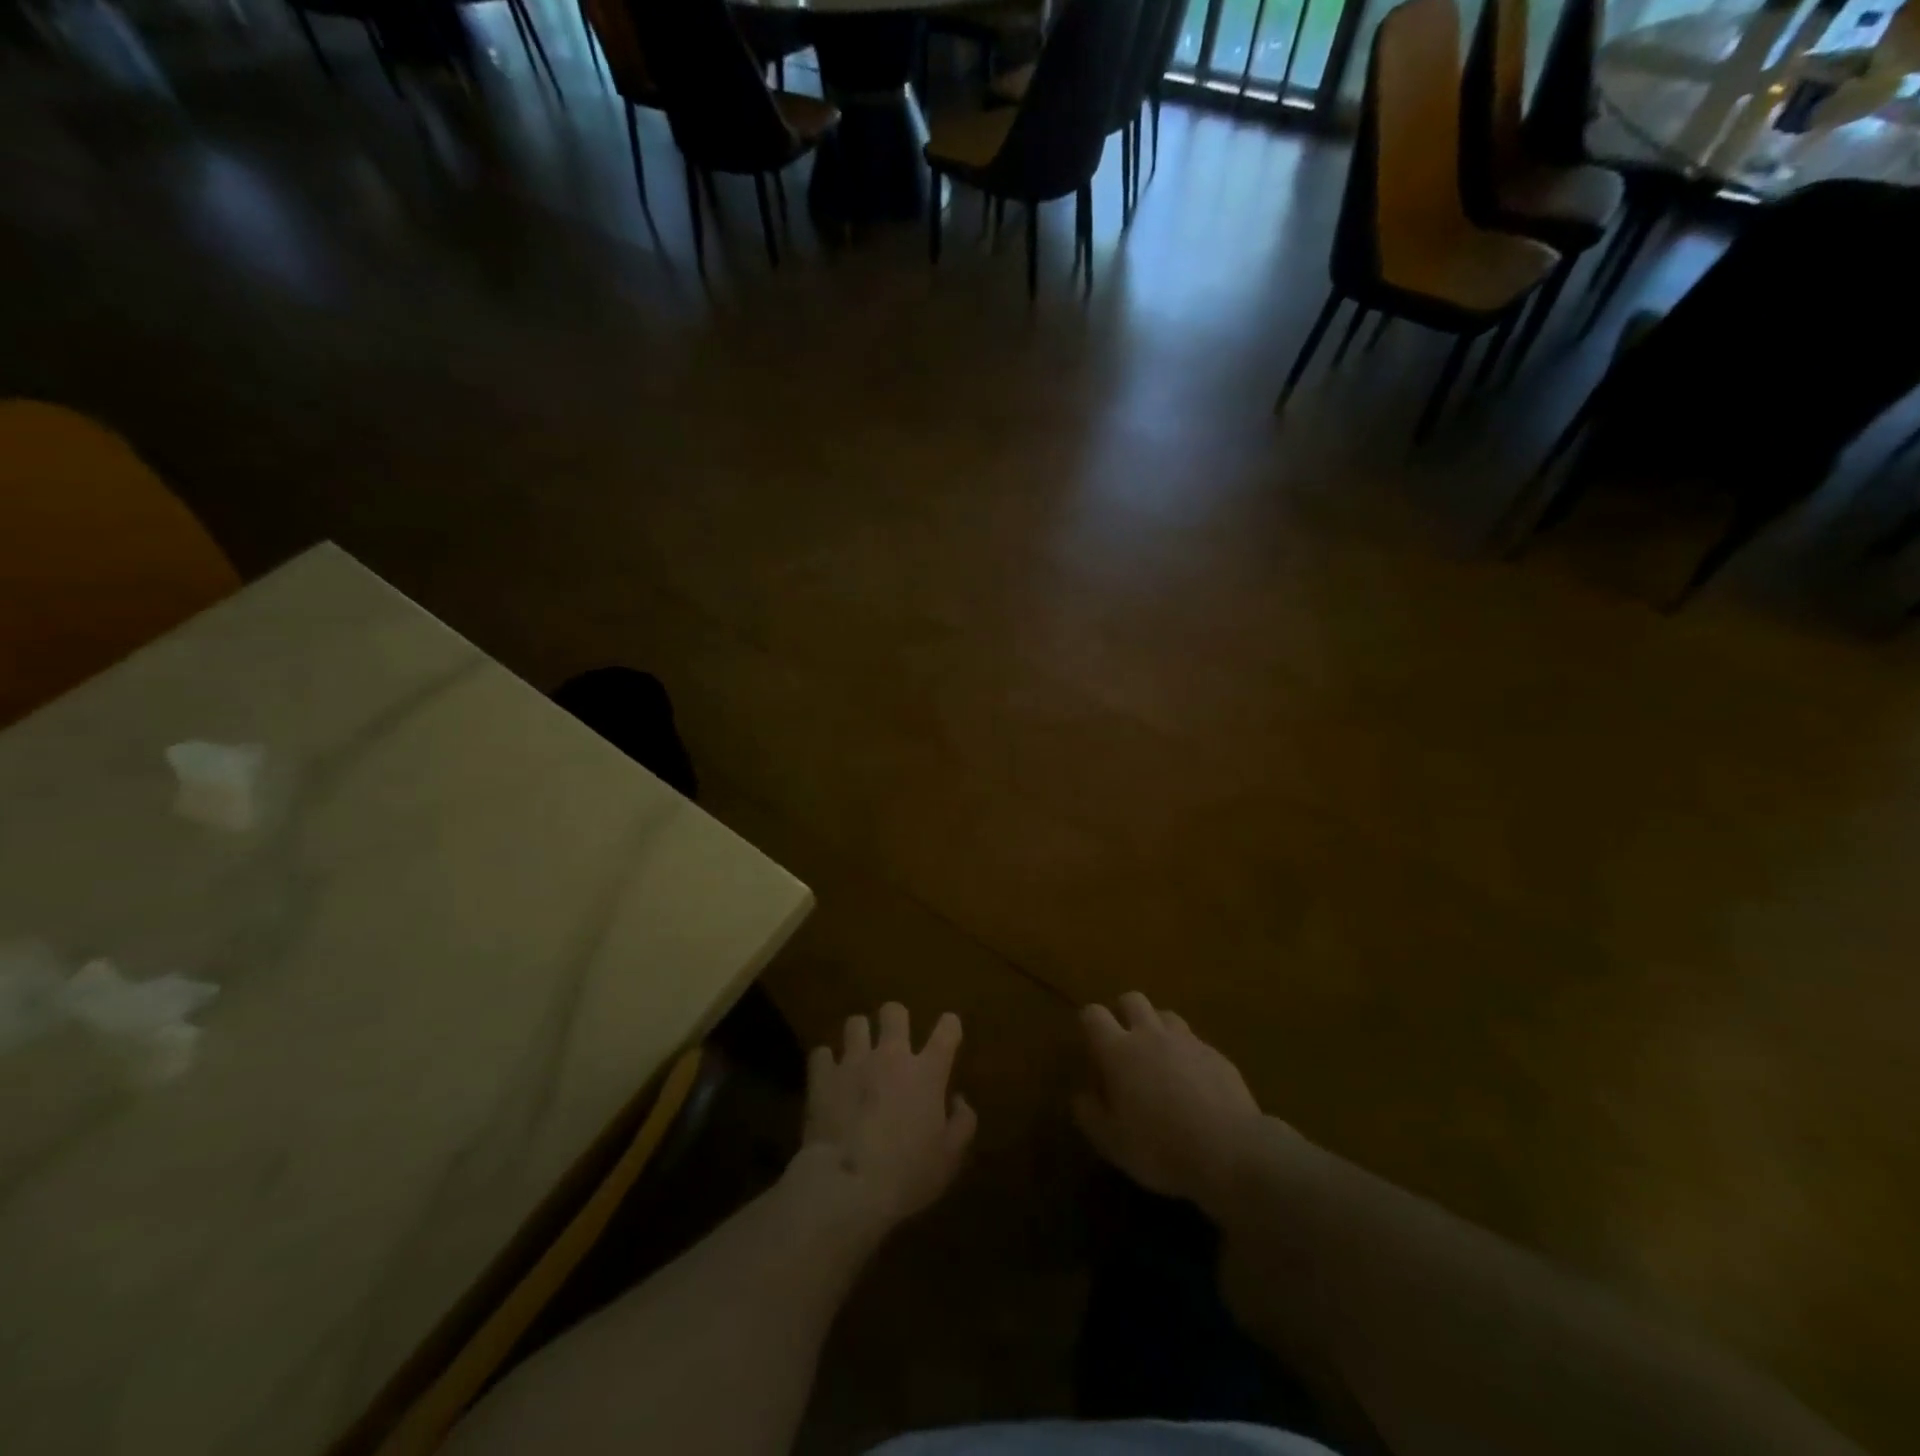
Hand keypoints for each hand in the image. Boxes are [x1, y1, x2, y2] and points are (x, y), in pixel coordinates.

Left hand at [796, 1003, 976, 1238]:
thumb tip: (958, 1100)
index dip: (949, 1025)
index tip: (948, 1031)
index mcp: (927, 1072)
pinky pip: (821, 1053)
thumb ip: (962, 1123)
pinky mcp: (822, 1077)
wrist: (848, 1187)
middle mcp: (891, 1056)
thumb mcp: (949, 1158)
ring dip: (859, 1037)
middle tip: (894, 1040)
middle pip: (894, 1012)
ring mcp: (853, 1062)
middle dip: (895, 1020)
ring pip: (855, 1024)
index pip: (947, 1030)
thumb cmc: (907, 1175)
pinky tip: (828, 1077)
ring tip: (858, 1055)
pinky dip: (826, 1063)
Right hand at [1074, 992, 1265, 1210]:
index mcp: (1119, 1051)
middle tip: (1124, 1042)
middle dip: (1124, 1012)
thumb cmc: (1160, 1147)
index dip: (1089, 1022)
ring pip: (1166, 1015)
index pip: (1094, 1014)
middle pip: (1132, 999)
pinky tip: (1193, 1082)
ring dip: (1157, 1028)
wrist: (1230, 1151)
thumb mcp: (1112, 1142)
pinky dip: (1187, 1053)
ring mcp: (1187, 1041)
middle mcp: (1151, 1035)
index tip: (1090, 1041)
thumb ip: (1090, 1114)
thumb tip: (1082, 1095)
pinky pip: (1195, 1042)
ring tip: (1159, 1058)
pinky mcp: (1217, 1055)